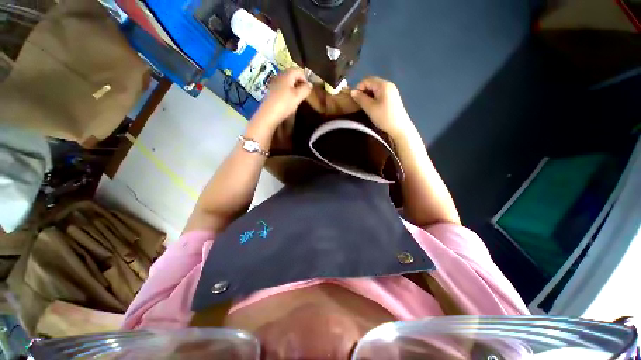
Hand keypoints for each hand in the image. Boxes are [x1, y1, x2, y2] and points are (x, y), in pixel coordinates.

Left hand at [252, 68, 312, 127]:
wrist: (268, 115)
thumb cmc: (284, 104)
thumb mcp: (298, 96)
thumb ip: (305, 89)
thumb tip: (310, 84)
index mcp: (286, 75)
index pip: (298, 70)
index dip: (305, 78)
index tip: (309, 89)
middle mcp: (279, 77)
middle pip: (292, 75)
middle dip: (299, 82)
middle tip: (304, 93)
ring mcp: (274, 84)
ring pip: (287, 82)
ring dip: (294, 88)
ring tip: (298, 98)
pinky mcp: (272, 92)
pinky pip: (282, 88)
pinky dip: (288, 92)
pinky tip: (289, 101)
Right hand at [350, 77, 413, 137]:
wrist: (399, 128)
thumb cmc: (384, 117)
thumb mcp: (370, 108)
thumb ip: (360, 98)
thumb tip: (352, 92)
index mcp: (383, 85)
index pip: (367, 80)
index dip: (358, 88)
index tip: (355, 99)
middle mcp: (388, 84)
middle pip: (371, 83)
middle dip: (363, 91)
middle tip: (359, 103)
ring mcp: (391, 91)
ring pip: (375, 88)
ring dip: (368, 95)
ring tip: (365, 106)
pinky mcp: (392, 97)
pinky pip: (380, 93)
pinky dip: (373, 98)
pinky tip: (372, 107)